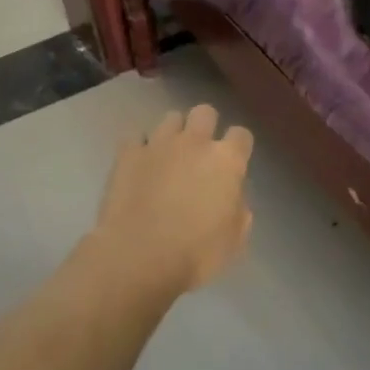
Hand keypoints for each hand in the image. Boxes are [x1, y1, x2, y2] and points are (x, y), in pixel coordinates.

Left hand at [92, 105, 254, 296]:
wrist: (138, 257)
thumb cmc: (195, 254)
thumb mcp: (234, 241)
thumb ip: (238, 211)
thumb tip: (232, 199)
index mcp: (227, 161)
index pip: (242, 135)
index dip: (238, 147)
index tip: (233, 165)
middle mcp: (194, 142)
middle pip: (205, 112)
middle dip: (205, 127)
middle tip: (200, 153)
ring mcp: (158, 144)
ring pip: (171, 118)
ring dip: (173, 133)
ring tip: (168, 156)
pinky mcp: (127, 153)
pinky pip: (136, 137)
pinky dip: (140, 148)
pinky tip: (139, 165)